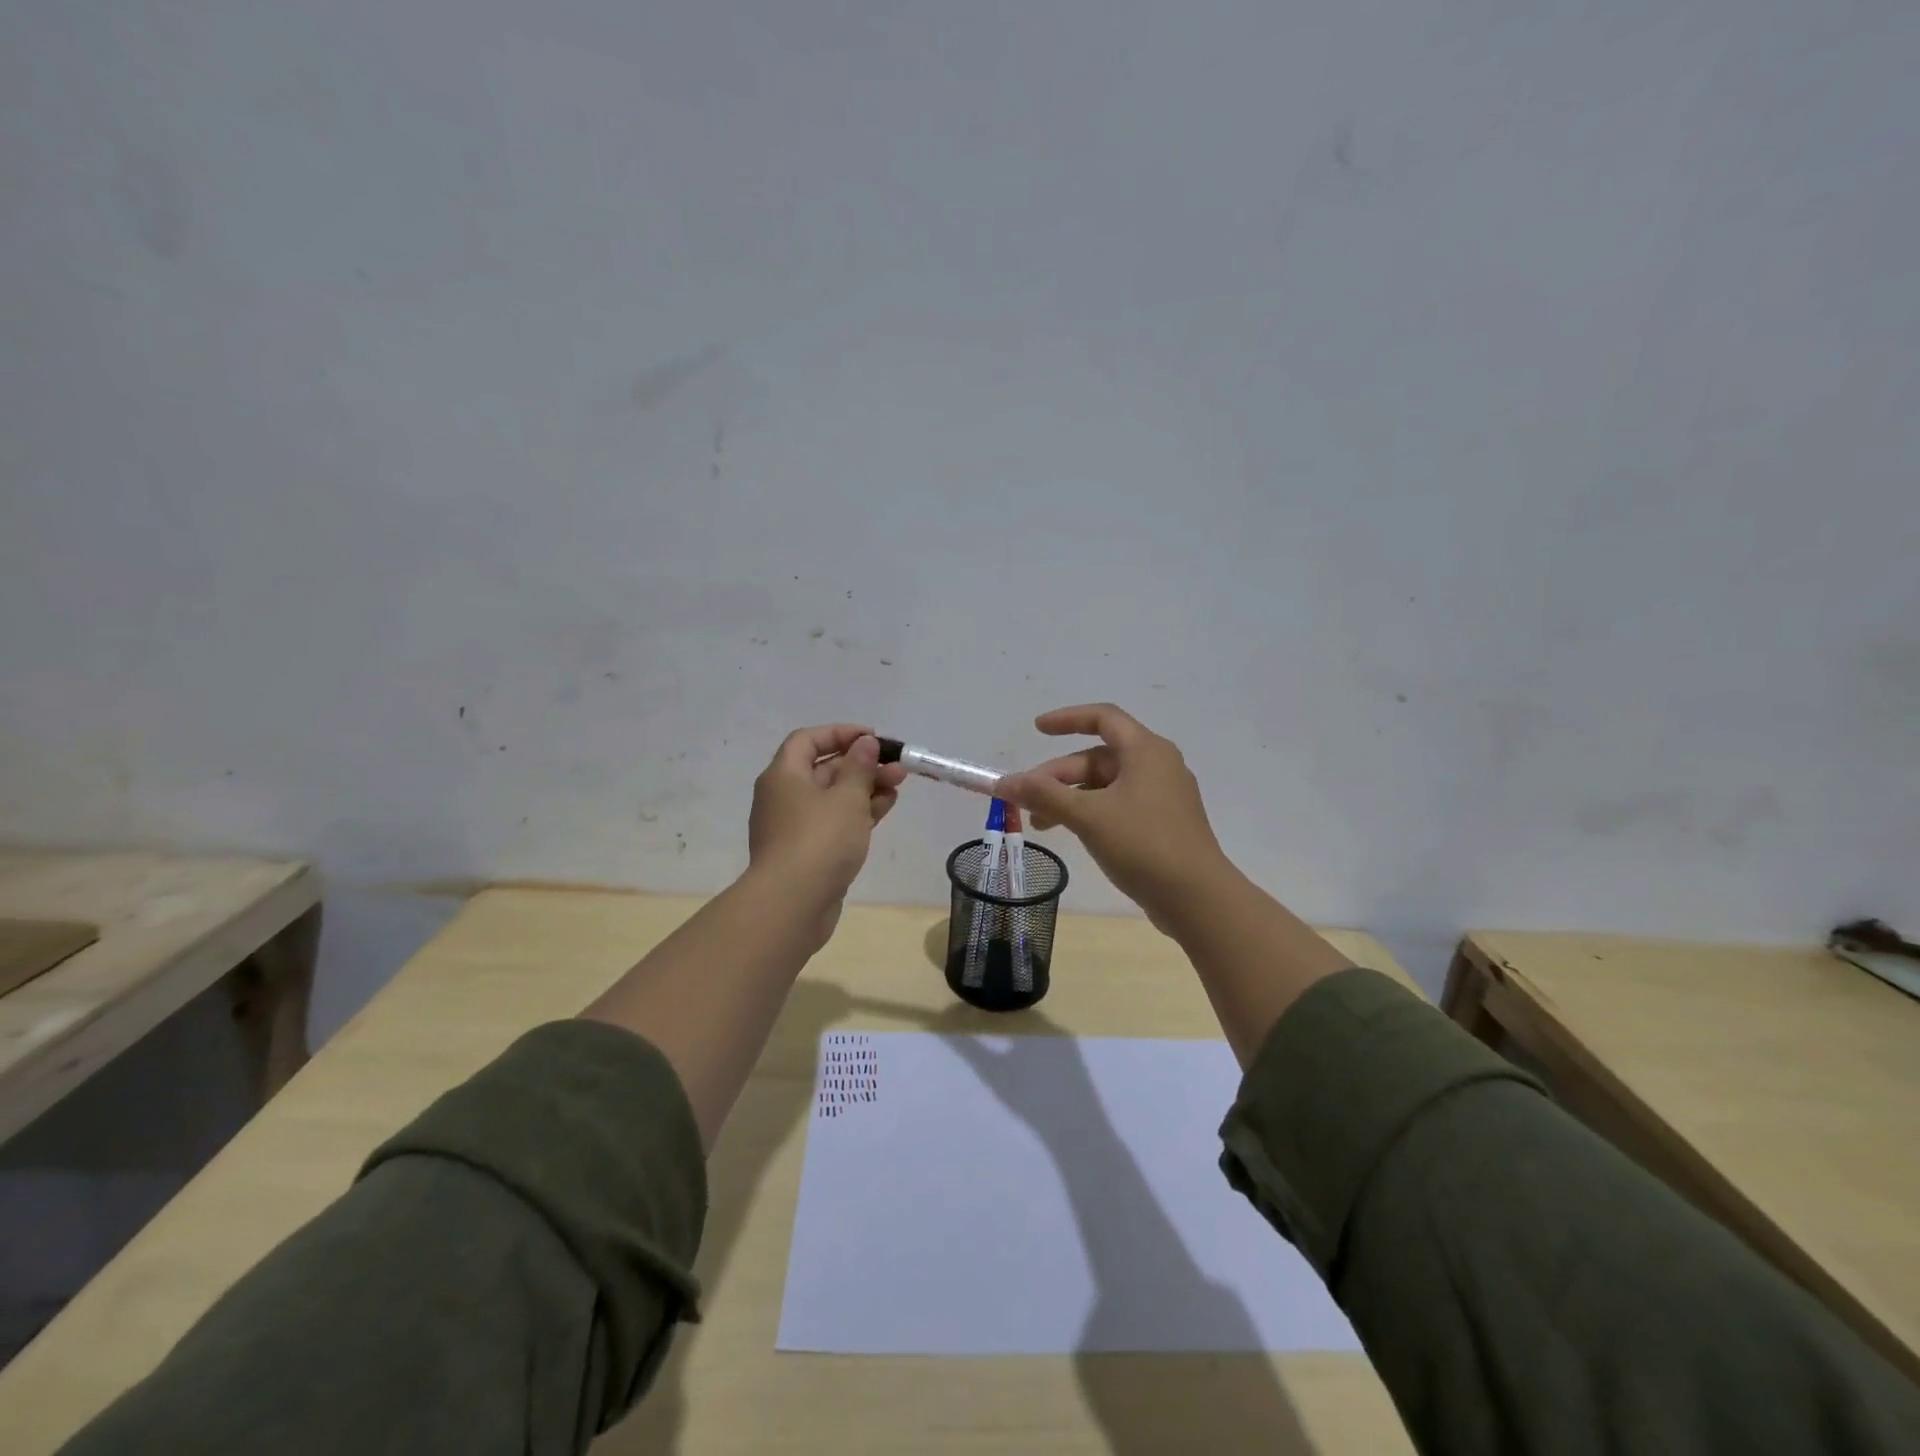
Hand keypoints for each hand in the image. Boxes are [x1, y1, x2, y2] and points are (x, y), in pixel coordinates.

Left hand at [748, 725, 906, 943]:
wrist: (792, 904)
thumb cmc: (819, 840)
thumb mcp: (847, 797)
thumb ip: (859, 767)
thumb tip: (865, 744)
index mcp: (783, 776)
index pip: (807, 740)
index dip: (840, 733)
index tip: (873, 738)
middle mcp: (784, 797)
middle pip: (823, 769)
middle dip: (862, 765)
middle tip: (897, 767)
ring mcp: (795, 827)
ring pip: (833, 798)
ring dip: (865, 789)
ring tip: (898, 786)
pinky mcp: (807, 852)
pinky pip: (834, 822)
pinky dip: (858, 813)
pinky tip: (885, 809)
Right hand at [994, 703, 1232, 932]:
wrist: (1197, 899)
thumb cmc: (1144, 845)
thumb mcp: (1088, 816)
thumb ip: (1044, 795)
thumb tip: (1002, 782)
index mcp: (1146, 751)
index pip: (1103, 718)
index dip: (1067, 719)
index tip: (1037, 729)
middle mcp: (1157, 766)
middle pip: (1098, 757)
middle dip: (1059, 775)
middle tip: (1026, 800)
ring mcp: (1162, 797)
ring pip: (1106, 785)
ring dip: (1071, 798)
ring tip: (1040, 824)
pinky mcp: (1162, 824)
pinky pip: (1118, 806)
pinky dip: (1091, 812)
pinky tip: (1072, 833)